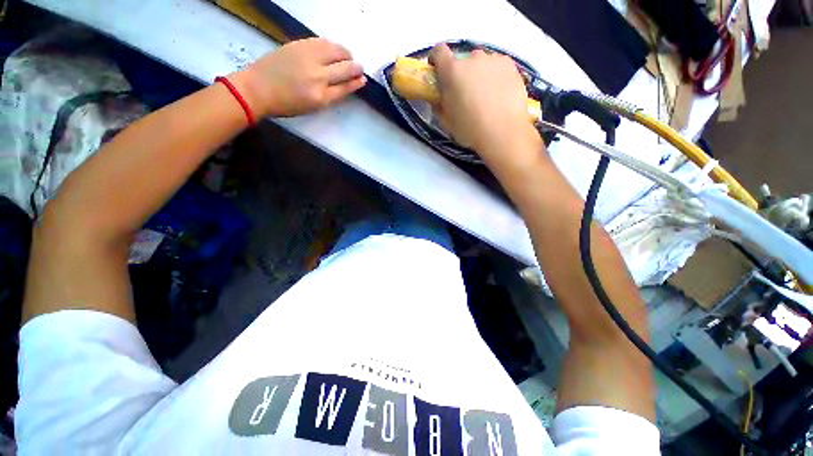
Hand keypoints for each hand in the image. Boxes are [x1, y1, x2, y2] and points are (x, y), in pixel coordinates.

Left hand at [231, 38, 366, 117]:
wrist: (258, 89)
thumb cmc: (286, 104)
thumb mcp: (313, 107)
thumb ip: (330, 96)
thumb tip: (345, 85)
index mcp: (322, 97)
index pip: (346, 87)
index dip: (356, 83)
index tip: (363, 79)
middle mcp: (318, 76)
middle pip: (345, 68)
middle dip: (356, 68)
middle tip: (359, 67)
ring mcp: (308, 58)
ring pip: (336, 51)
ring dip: (346, 54)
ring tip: (347, 56)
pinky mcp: (299, 45)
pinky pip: (322, 42)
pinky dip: (332, 45)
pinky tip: (332, 49)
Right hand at [429, 44, 540, 159]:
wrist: (502, 132)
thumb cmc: (469, 129)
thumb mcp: (446, 121)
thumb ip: (439, 104)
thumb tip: (437, 97)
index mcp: (452, 71)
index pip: (438, 51)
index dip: (436, 59)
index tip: (438, 72)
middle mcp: (472, 59)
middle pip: (462, 59)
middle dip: (460, 72)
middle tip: (465, 92)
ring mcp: (493, 59)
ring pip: (481, 62)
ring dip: (478, 73)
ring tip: (485, 95)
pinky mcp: (510, 65)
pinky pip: (497, 65)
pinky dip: (495, 75)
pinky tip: (498, 93)